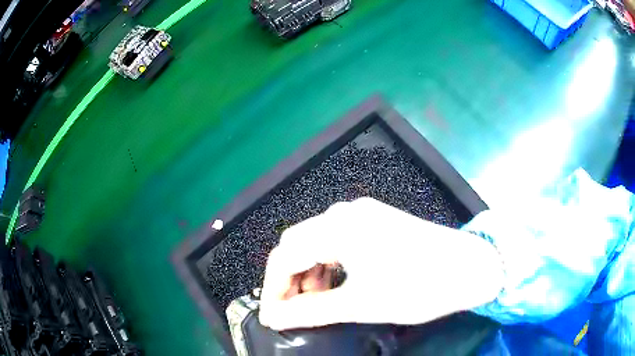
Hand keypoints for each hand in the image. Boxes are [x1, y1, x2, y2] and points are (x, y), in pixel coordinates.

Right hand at [259, 197, 503, 329]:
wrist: (471, 267)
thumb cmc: (419, 287)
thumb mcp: (361, 305)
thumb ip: (311, 311)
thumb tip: (275, 318)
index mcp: (341, 228)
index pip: (285, 254)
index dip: (273, 288)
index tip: (272, 316)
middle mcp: (347, 213)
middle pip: (297, 243)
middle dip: (288, 279)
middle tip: (290, 310)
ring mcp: (363, 214)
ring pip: (316, 241)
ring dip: (307, 271)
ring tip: (312, 301)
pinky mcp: (376, 221)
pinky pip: (337, 240)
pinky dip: (327, 264)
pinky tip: (334, 284)